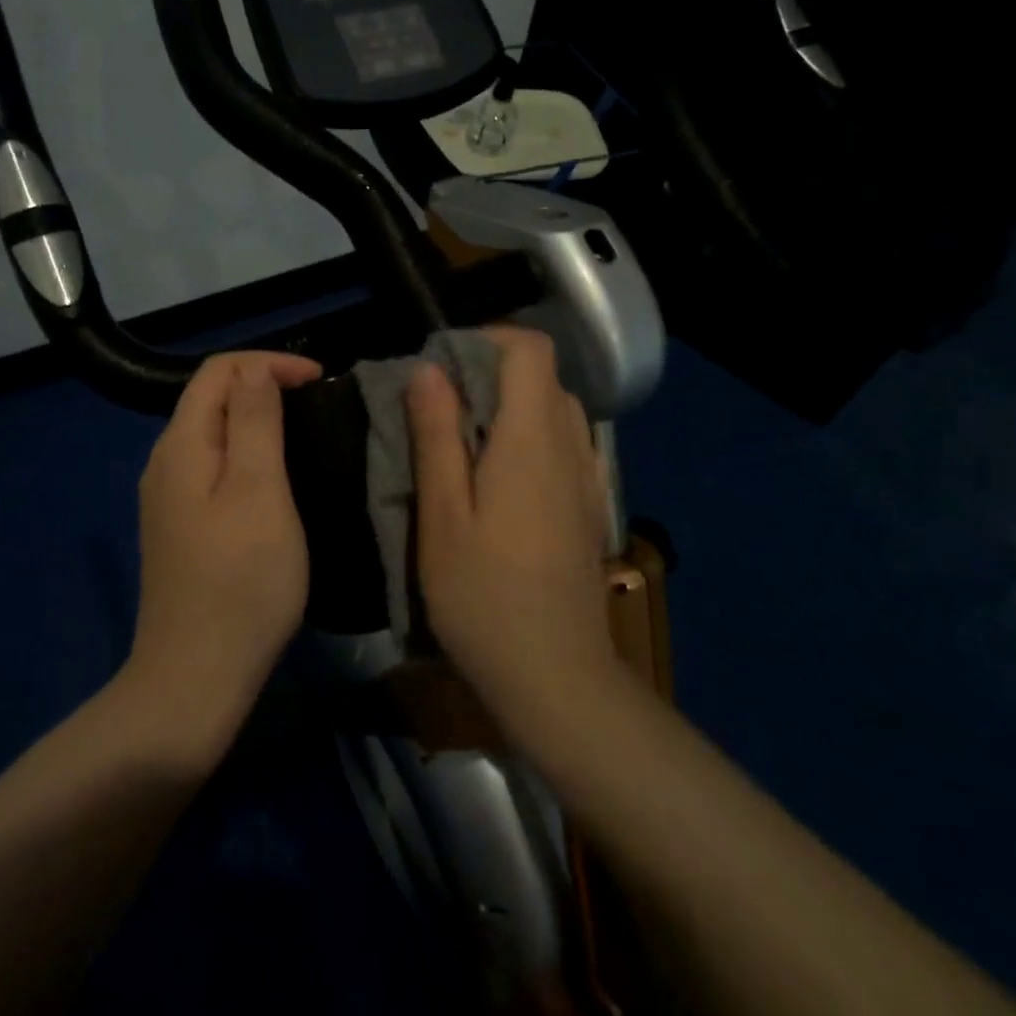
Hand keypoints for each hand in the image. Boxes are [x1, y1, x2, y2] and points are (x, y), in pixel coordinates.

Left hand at [126, 350, 322, 756]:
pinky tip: (276, 479)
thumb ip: (254, 424)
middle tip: (318, 404)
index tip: (320, 381)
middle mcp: (165, 463)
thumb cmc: (240, 582)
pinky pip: (214, 468)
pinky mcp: (181, 527)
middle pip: (211, 399)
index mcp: (181, 446)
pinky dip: (248, 455)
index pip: (218, 372)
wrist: (195, 678)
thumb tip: (254, 373)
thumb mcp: (259, 493)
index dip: (269, 364)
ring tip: (305, 434)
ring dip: (257, 421)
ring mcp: (169, 498)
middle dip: (264, 387)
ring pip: (214, 434)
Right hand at [406, 327, 617, 731]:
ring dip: (509, 406)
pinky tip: (497, 480)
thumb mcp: (442, 514)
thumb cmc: (483, 596)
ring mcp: (586, 477)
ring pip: (554, 409)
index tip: (441, 365)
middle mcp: (569, 445)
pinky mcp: (587, 505)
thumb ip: (437, 435)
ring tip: (462, 443)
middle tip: (438, 408)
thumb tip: (429, 369)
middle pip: (542, 376)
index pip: (530, 348)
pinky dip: (529, 436)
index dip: (487, 339)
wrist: (556, 676)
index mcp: (531, 438)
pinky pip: (563, 443)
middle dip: (490, 373)